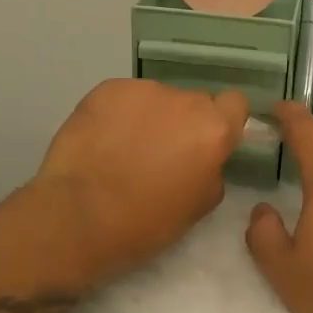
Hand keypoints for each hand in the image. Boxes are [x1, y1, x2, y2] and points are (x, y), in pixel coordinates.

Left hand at [31, 78, 248, 287]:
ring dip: (149, 118)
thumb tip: (204, 159)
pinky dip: (118, 115)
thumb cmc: (144, 223)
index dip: (223, 122)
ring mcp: (142, 90)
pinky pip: (124, 98)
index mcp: (212, 130)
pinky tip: (101, 141)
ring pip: (156, 99)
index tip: (206, 143)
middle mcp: (183, 101)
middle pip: (193, 103)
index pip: (235, 104)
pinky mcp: (106, 89)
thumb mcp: (198, 207)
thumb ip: (211, 171)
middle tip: (161, 154)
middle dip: (183, 123)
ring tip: (123, 150)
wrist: (77, 216)